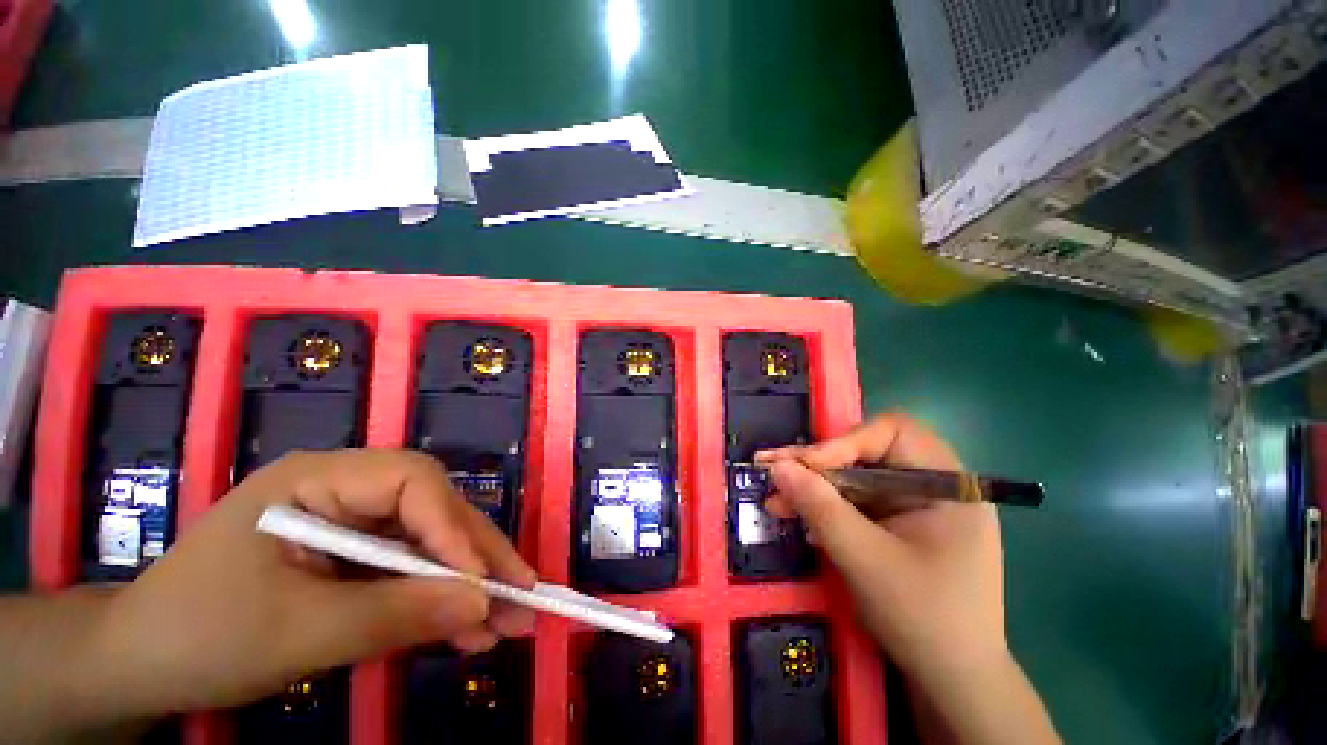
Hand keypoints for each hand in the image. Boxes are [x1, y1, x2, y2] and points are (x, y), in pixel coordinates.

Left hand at [87, 449, 535, 715]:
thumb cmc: (198, 637)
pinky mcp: (353, 560)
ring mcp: (351, 526)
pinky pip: (411, 574)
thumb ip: (394, 615)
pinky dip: (440, 604)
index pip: (411, 483)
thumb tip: (482, 604)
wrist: (139, 667)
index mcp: (316, 481)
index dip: (452, 527)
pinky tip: (468, 632)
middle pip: (433, 512)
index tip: (480, 583)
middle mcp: (344, 491)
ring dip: (469, 586)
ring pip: (431, 546)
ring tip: (508, 623)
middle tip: (523, 597)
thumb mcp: (296, 633)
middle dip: (478, 558)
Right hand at [756, 413, 1005, 678]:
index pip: (892, 433)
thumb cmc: (924, 620)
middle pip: (867, 453)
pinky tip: (800, 518)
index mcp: (949, 485)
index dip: (844, 442)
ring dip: (815, 488)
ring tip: (776, 501)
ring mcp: (915, 505)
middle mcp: (934, 485)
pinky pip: (856, 502)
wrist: (953, 682)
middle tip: (773, 472)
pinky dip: (826, 507)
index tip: (805, 466)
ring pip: (855, 477)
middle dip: (818, 466)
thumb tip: (778, 466)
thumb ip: (821, 508)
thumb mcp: (866, 561)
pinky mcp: (898, 524)